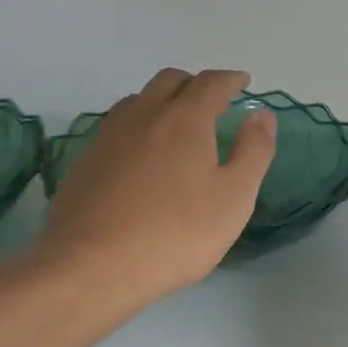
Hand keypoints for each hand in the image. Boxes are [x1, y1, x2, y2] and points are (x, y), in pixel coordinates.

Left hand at [33, 68, 276, 311]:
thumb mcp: (234, 197)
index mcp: (184, 118)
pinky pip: (116, 126)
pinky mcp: (85, 160)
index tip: (243, 83)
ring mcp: (108, 136)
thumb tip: (263, 115)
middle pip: (170, 81)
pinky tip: (141, 153)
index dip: (231, 80)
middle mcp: (144, 114)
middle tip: (212, 101)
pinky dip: (138, 125)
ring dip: (162, 100)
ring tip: (176, 123)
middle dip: (195, 84)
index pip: (211, 83)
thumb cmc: (175, 233)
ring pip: (138, 100)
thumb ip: (254, 151)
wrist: (91, 266)